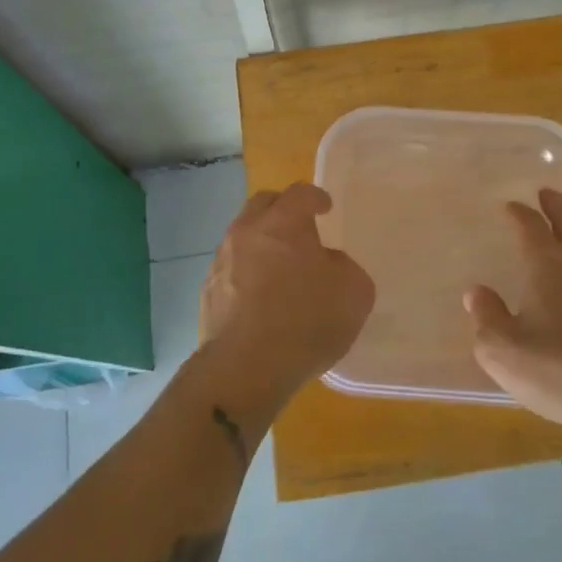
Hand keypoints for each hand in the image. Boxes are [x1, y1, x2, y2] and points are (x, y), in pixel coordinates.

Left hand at [199, 183, 375, 404]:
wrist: (245, 368)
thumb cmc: (306, 321)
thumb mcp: (354, 293)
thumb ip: (344, 267)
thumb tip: (327, 264)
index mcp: (284, 223)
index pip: (300, 193)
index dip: (316, 197)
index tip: (325, 208)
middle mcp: (247, 232)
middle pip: (263, 205)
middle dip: (283, 210)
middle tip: (300, 230)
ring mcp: (221, 262)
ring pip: (242, 237)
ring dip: (261, 244)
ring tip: (280, 269)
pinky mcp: (207, 292)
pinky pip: (231, 270)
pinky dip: (247, 274)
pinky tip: (260, 299)